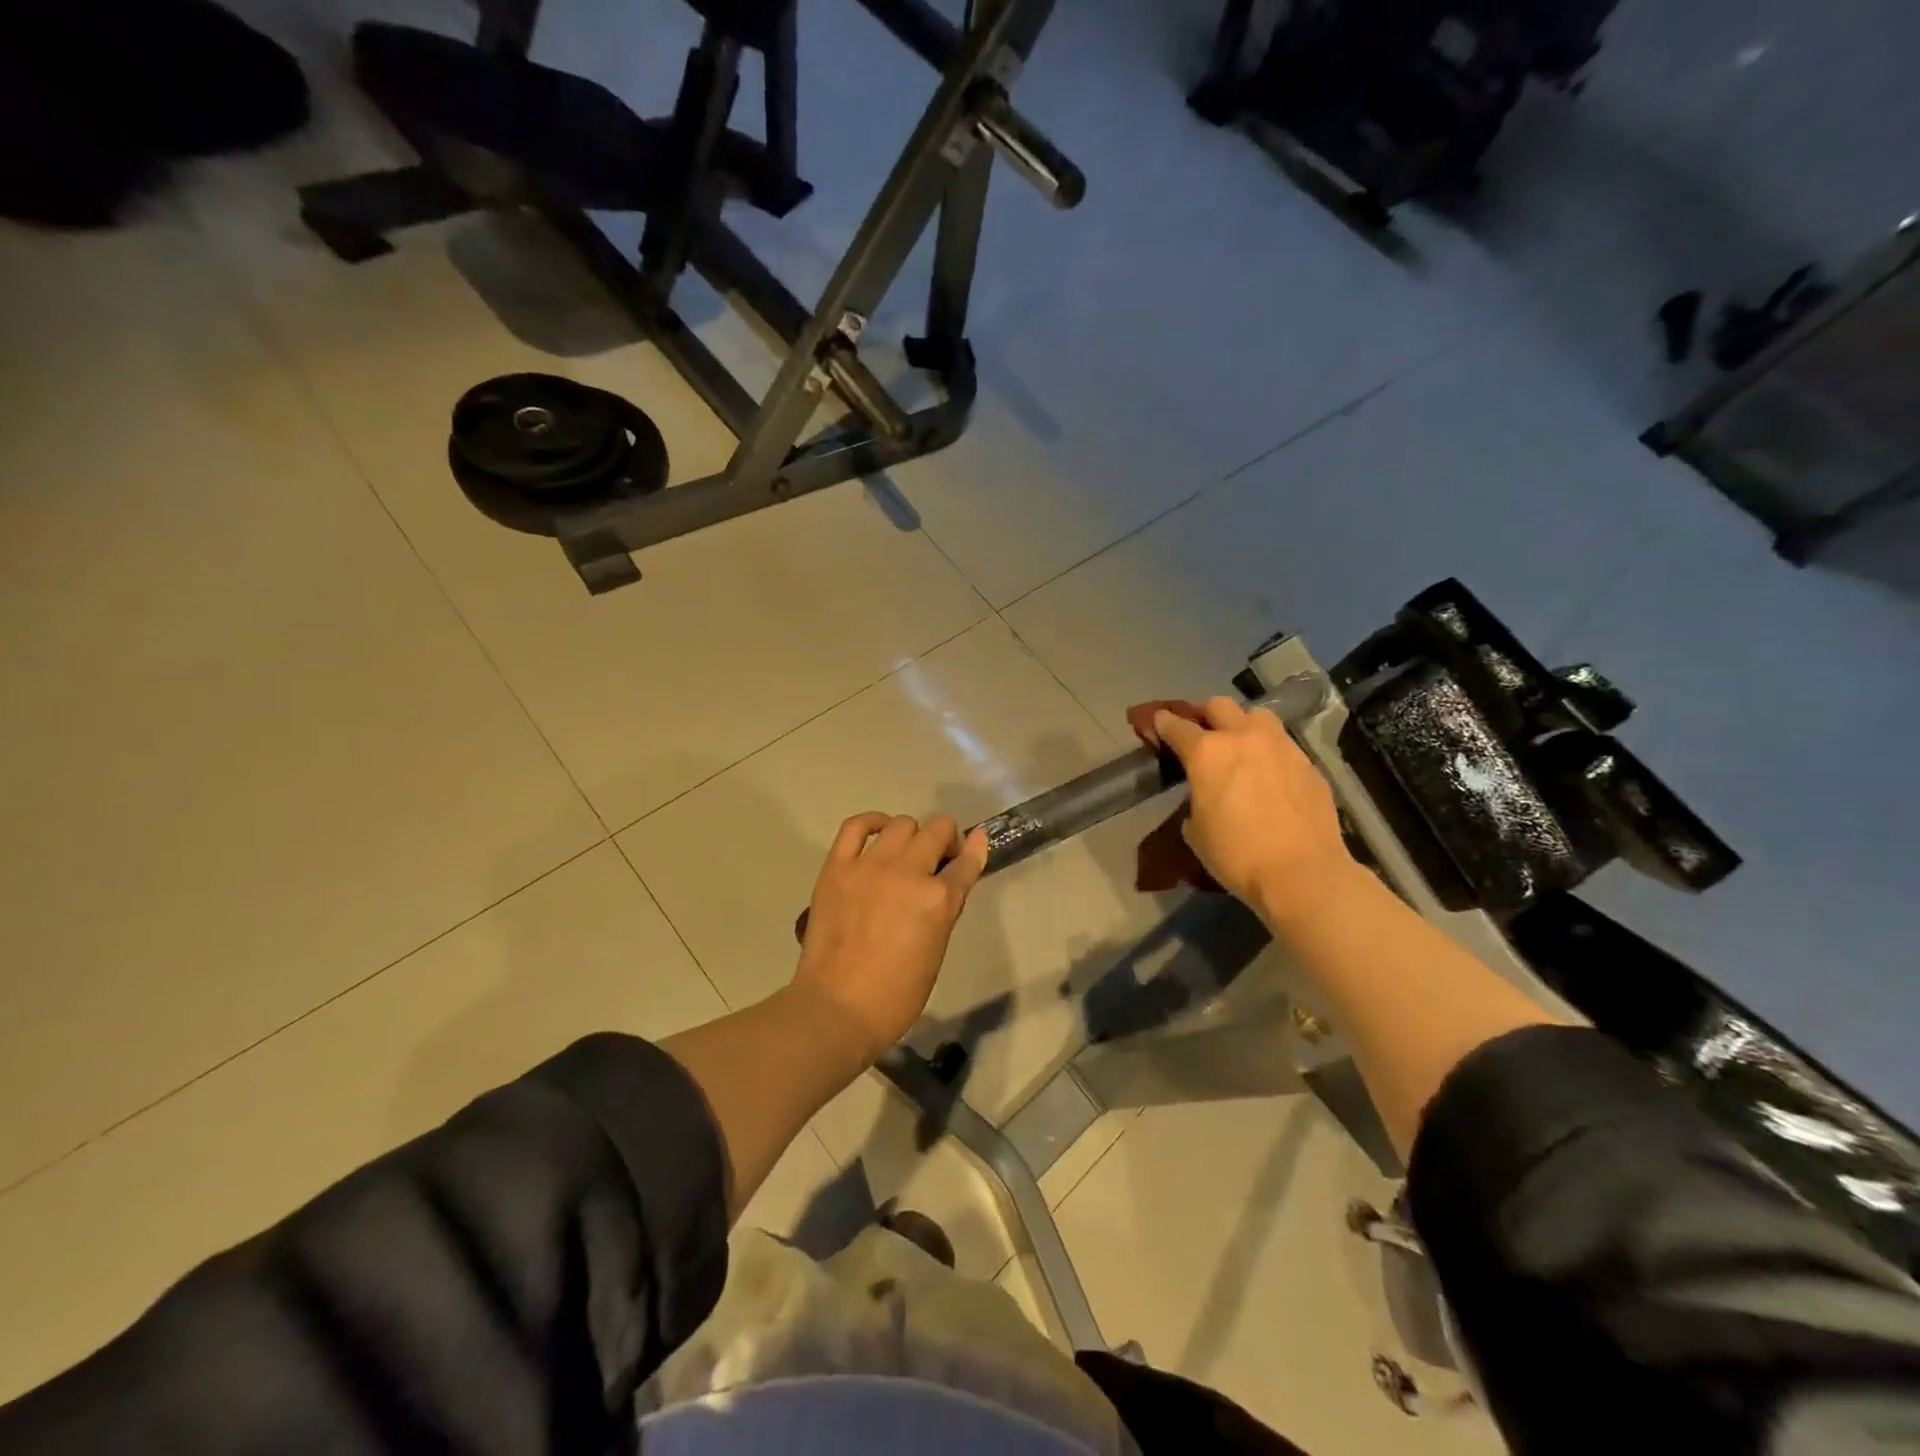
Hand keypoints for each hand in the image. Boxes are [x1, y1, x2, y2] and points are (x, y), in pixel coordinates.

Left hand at [792, 813, 989, 1061]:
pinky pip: (856, 826)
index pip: (966, 862)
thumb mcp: (936, 950)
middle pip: (937, 830)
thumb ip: (945, 908)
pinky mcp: (838, 867)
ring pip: (902, 824)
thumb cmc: (896, 995)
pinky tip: (879, 832)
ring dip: (912, 835)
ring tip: (906, 853)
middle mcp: (908, 873)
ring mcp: (870, 866)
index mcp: (939, 900)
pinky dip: (872, 822)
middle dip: (945, 840)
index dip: (974, 851)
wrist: (837, 1008)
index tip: (975, 845)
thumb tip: (949, 882)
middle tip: (938, 859)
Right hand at [1152, 697, 1354, 925]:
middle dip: (1205, 714)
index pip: (1176, 726)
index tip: (1158, 722)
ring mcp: (1281, 746)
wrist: (1302, 873)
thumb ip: (1195, 800)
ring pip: (1258, 716)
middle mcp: (1243, 738)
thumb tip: (1204, 796)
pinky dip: (1270, 752)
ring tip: (1240, 745)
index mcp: (1207, 753)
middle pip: (1219, 705)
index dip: (1163, 723)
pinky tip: (1270, 774)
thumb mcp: (1196, 831)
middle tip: (1201, 731)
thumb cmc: (1237, 855)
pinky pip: (1283, 745)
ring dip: (1243, 724)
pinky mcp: (1308, 764)